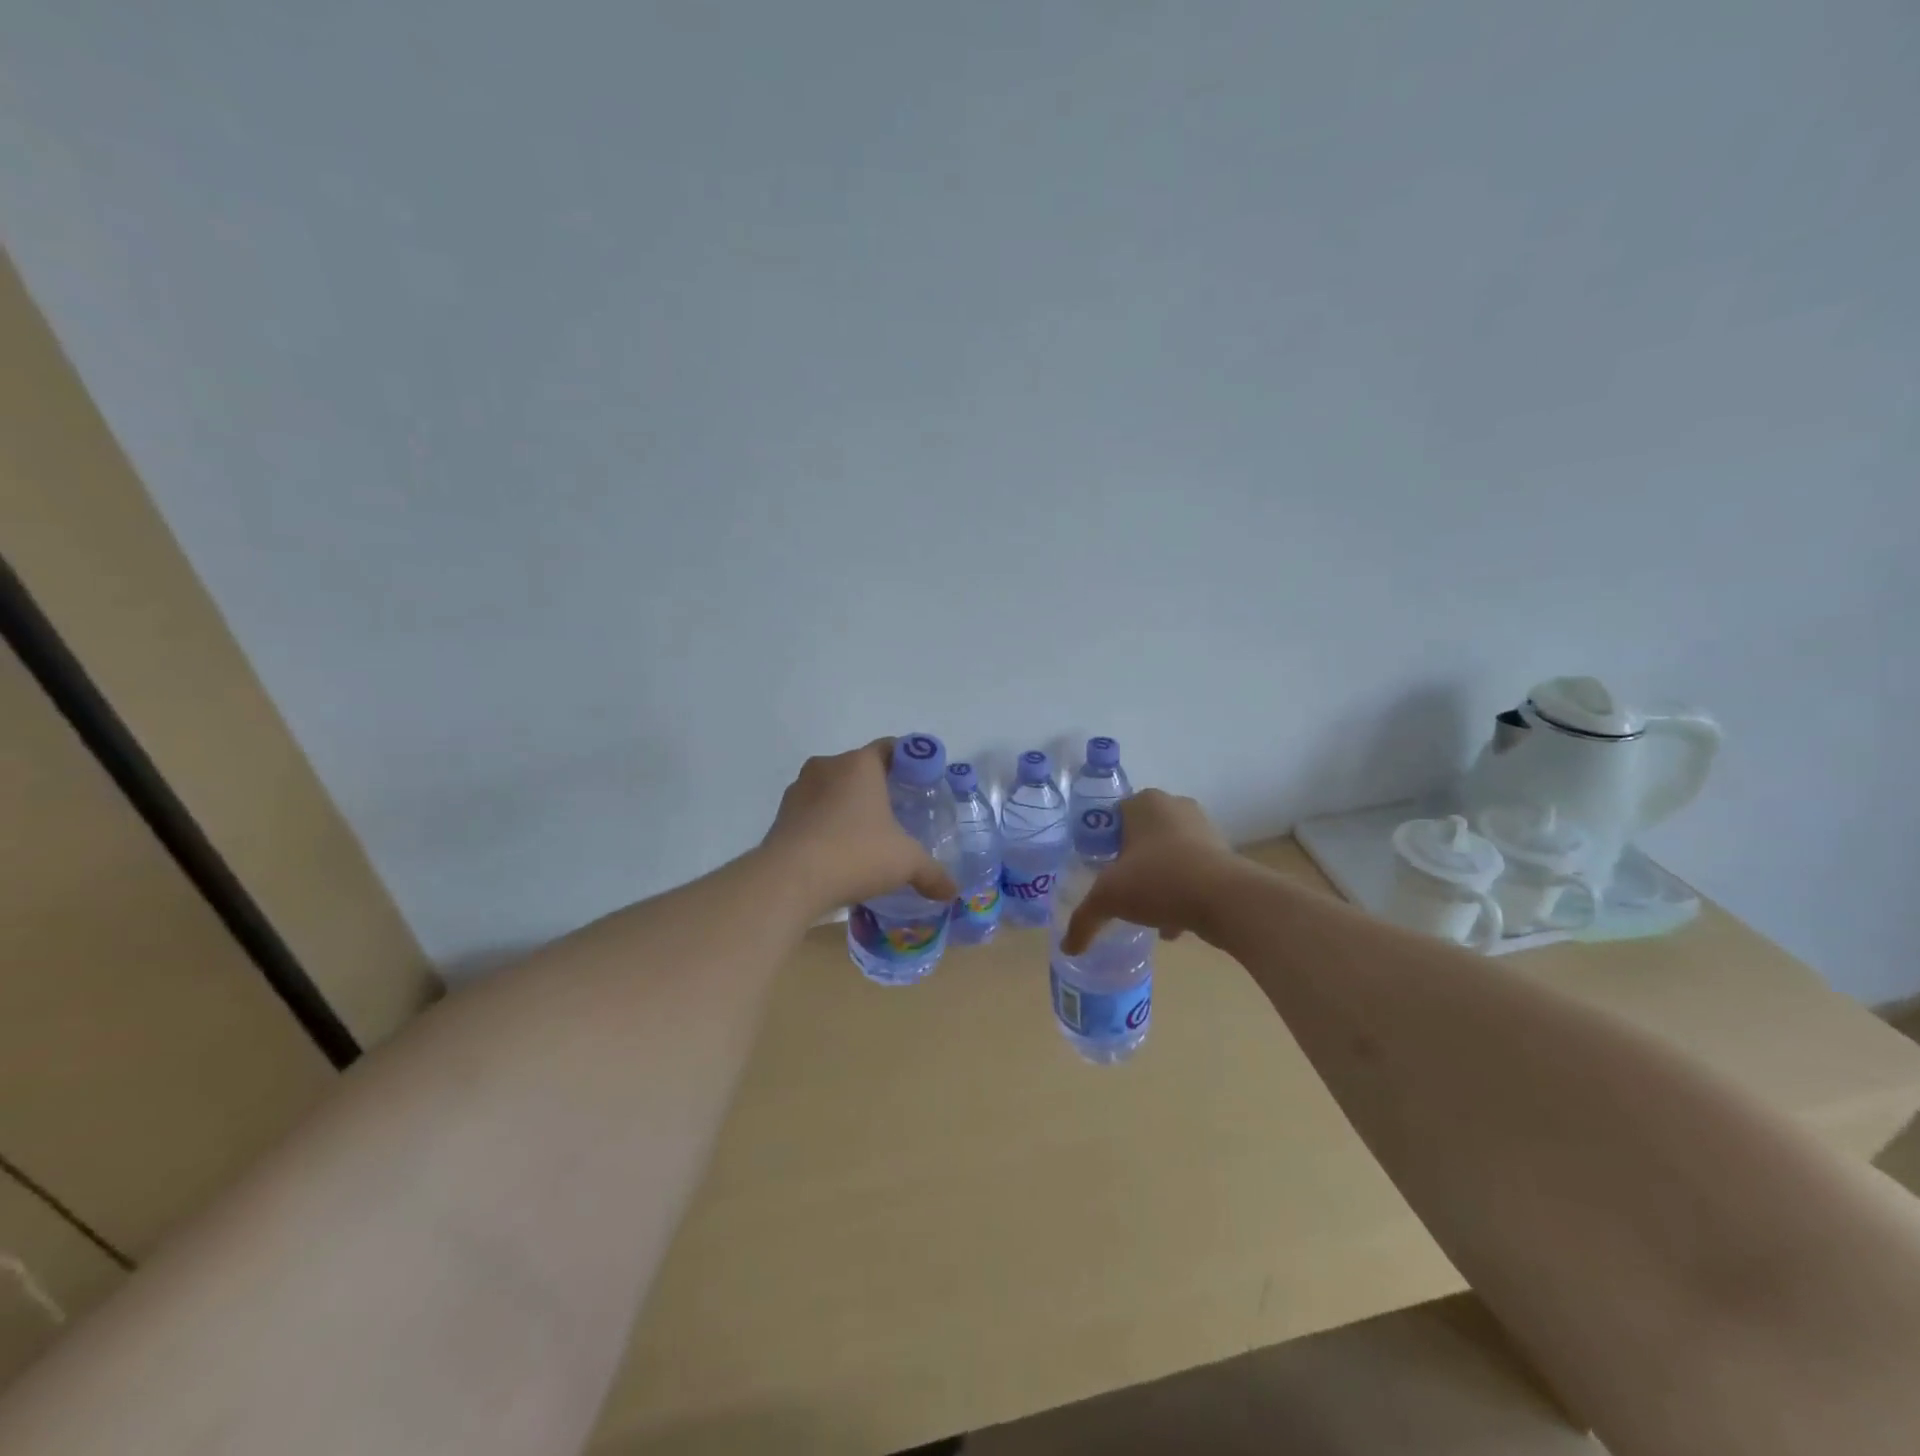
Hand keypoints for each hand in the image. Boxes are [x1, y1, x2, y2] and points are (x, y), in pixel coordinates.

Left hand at [762, 739, 958, 917]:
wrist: (789, 880)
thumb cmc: (856, 854)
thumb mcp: (905, 862)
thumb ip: (932, 873)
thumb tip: (953, 892)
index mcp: (860, 764)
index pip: (889, 748)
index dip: (908, 761)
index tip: (921, 782)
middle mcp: (827, 767)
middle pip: (859, 769)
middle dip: (878, 788)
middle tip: (898, 812)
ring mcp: (799, 790)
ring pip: (832, 790)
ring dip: (848, 807)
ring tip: (867, 836)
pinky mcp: (781, 817)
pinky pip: (812, 813)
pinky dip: (826, 826)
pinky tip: (838, 852)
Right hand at [1061, 789, 1238, 954]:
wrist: (1226, 899)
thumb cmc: (1158, 879)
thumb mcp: (1109, 898)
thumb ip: (1084, 919)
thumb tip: (1069, 947)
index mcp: (1145, 802)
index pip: (1113, 815)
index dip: (1102, 842)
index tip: (1097, 869)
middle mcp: (1175, 807)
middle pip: (1141, 836)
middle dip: (1131, 862)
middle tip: (1119, 888)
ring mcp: (1204, 830)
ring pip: (1168, 856)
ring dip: (1157, 880)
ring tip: (1145, 911)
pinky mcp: (1224, 856)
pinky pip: (1192, 873)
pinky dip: (1181, 894)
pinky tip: (1171, 925)